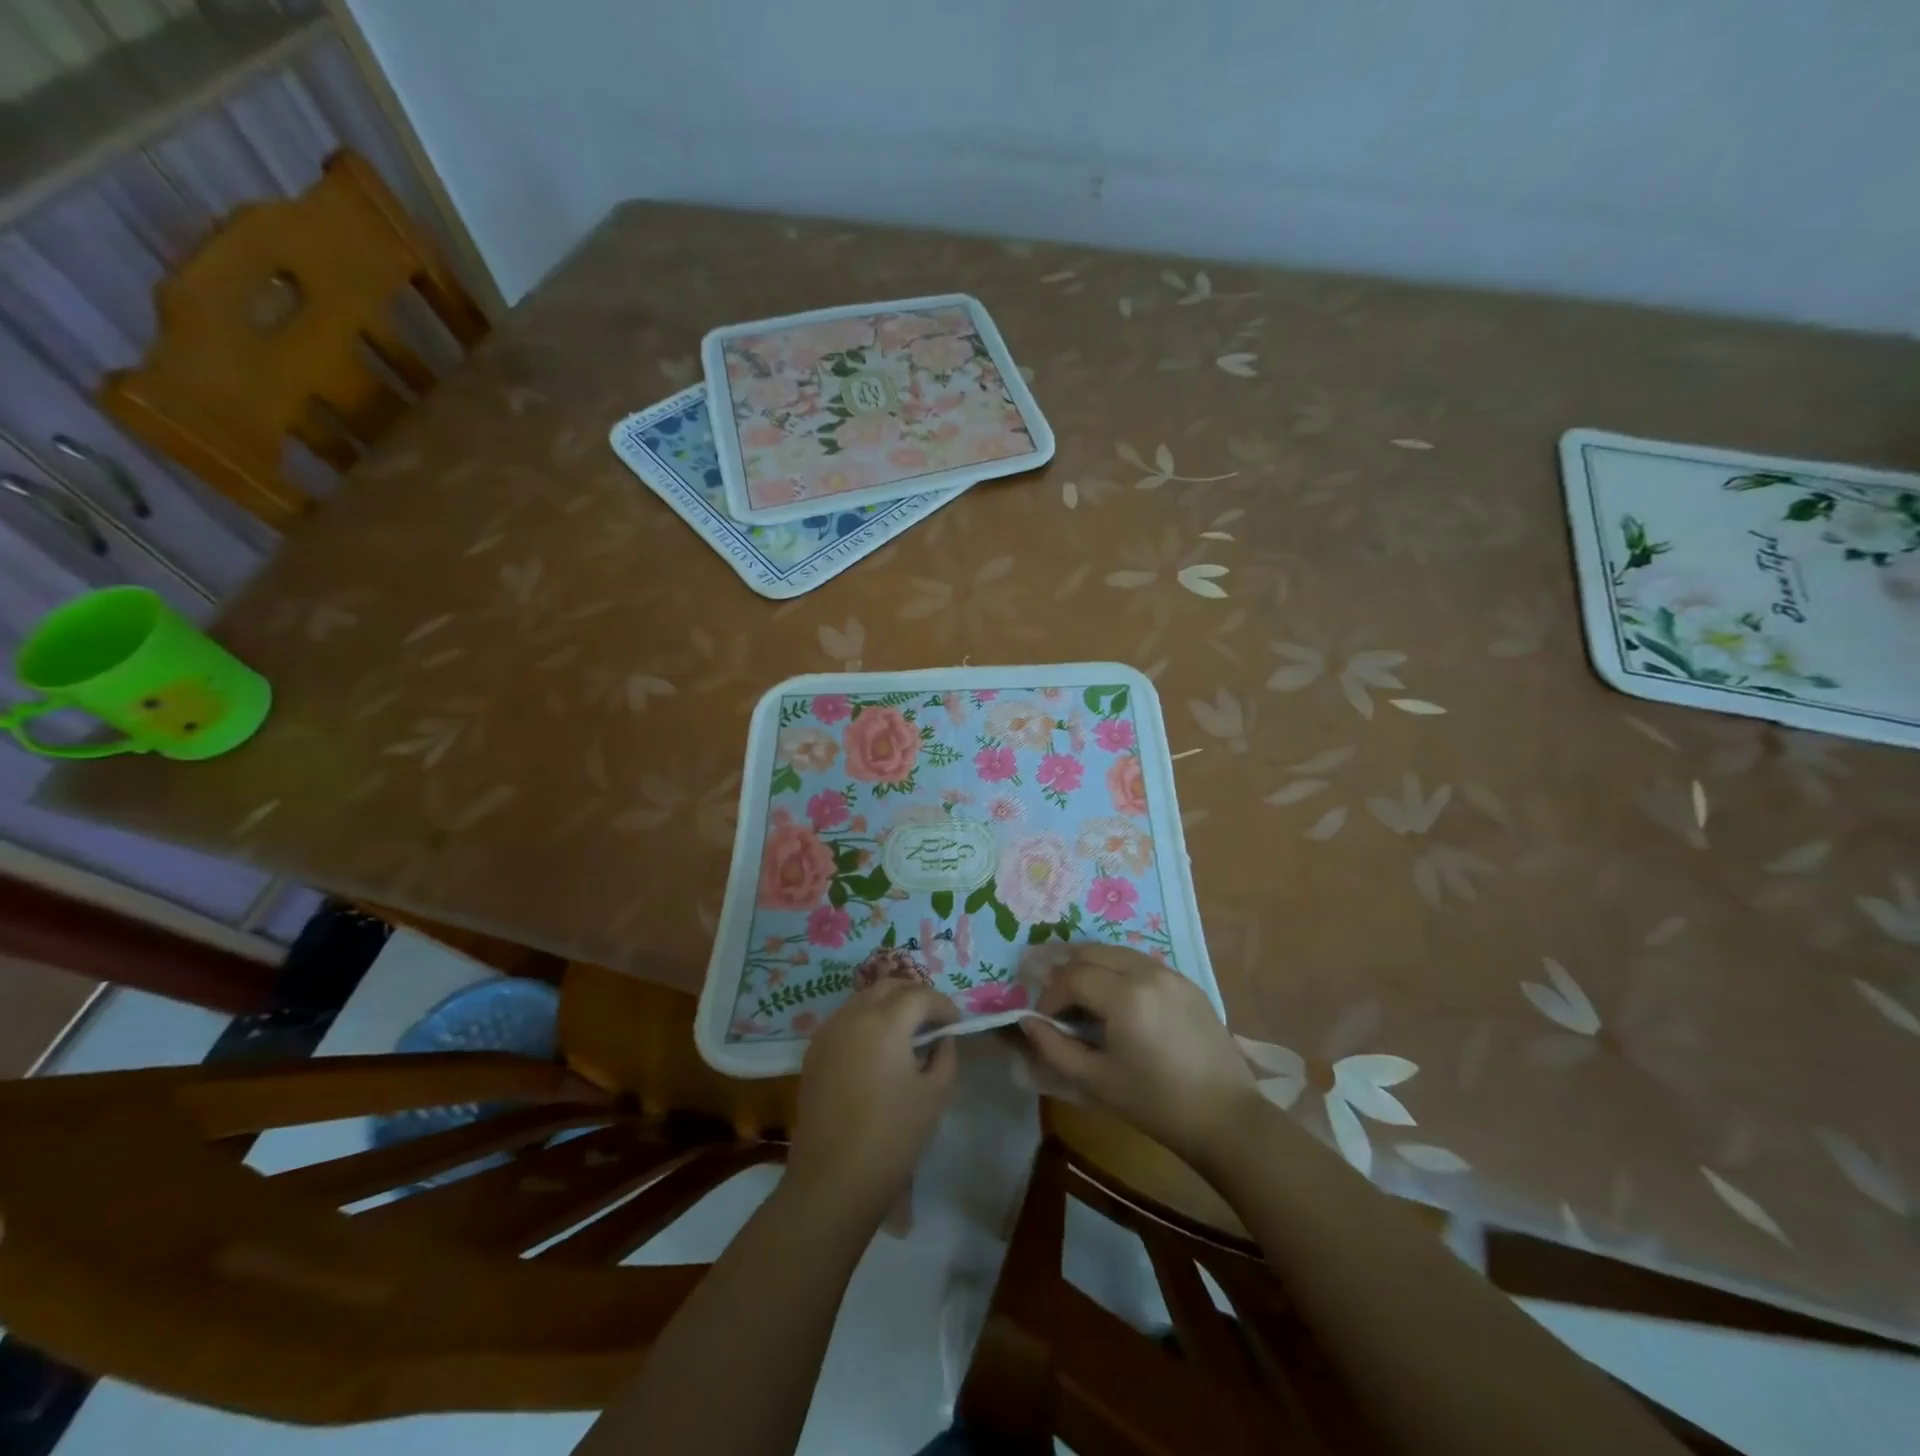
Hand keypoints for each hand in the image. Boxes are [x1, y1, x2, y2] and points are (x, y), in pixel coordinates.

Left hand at [784, 980, 959, 1224]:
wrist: (832, 1180)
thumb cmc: (892, 1136)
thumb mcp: (934, 1095)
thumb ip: (944, 1057)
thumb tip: (941, 1039)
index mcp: (885, 1021)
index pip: (920, 996)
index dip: (943, 1006)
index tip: (956, 1025)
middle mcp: (853, 1015)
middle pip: (889, 986)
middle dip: (915, 995)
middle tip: (934, 1019)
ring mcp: (828, 1032)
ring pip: (863, 998)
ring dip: (889, 1004)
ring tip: (908, 1032)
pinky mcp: (814, 1052)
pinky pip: (845, 1019)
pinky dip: (866, 1020)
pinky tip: (878, 1047)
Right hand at [1021, 945, 1260, 1167]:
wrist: (1226, 1118)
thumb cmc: (1156, 1104)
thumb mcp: (1097, 1081)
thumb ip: (1055, 1048)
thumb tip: (1027, 1022)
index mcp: (1125, 996)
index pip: (1071, 977)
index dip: (1049, 996)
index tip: (1043, 1021)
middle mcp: (1147, 972)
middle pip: (1090, 952)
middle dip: (1066, 972)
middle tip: (1056, 1003)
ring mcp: (1170, 973)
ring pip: (1115, 952)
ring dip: (1091, 967)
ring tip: (1082, 997)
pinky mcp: (1187, 982)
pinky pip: (1140, 962)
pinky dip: (1117, 970)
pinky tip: (1116, 999)